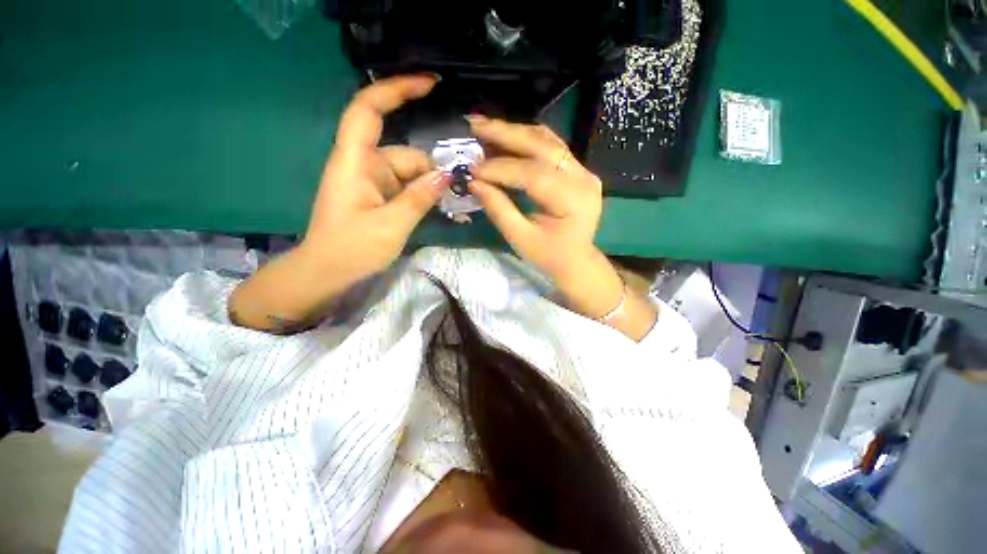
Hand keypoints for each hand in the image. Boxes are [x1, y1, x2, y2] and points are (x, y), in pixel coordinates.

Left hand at [229, 75, 448, 333]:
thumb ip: (420, 197)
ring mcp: (369, 182)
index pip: (369, 110)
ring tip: (446, 204)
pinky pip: (403, 187)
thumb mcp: (392, 225)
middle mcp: (361, 165)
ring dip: (426, 186)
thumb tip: (447, 175)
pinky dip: (419, 194)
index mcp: (354, 162)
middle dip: (428, 169)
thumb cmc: (352, 249)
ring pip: (406, 173)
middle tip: (454, 188)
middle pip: (401, 152)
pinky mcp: (375, 196)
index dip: (396, 90)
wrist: (326, 273)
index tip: (429, 85)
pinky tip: (434, 207)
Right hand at [465, 115, 622, 319]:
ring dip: (514, 131)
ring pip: (547, 140)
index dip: (499, 168)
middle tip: (474, 124)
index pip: (533, 174)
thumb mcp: (521, 239)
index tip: (472, 168)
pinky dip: (526, 140)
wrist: (577, 261)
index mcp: (572, 200)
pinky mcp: (578, 170)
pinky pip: (551, 147)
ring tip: (485, 126)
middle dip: (505, 134)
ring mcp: (583, 171)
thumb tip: (474, 182)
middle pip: (543, 146)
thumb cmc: (549, 256)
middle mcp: (583, 178)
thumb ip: (499, 209)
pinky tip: (505, 136)